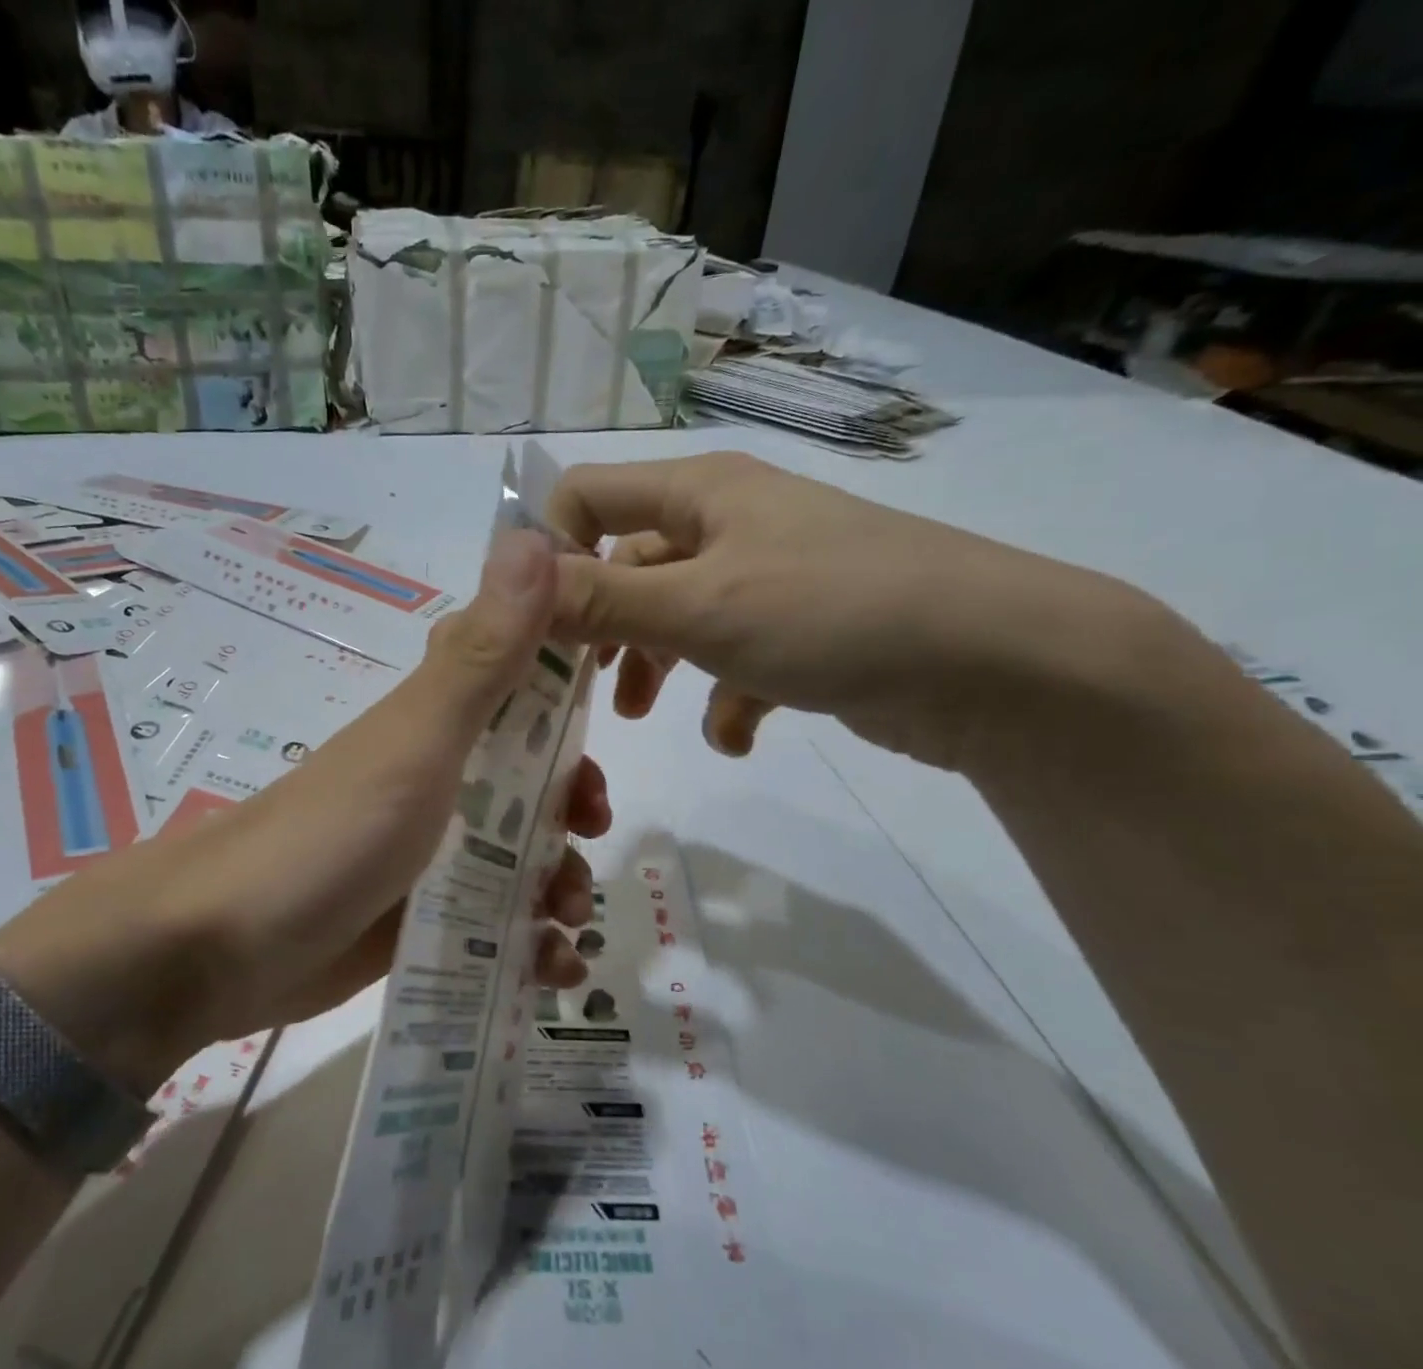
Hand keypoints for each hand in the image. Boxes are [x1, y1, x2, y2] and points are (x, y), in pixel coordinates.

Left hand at [0, 529, 608, 1092]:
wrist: (214, 952)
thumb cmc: (329, 836)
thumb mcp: (417, 743)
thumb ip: (483, 656)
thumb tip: (538, 534)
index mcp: (442, 726)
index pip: (528, 691)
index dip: (574, 704)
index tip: (611, 732)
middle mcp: (439, 782)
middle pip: (534, 782)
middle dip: (574, 811)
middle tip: (587, 837)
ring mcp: (429, 854)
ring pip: (521, 858)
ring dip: (560, 887)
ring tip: (564, 929)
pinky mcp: (419, 919)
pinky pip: (495, 926)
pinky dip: (532, 948)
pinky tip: (553, 971)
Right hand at [548, 451, 1156, 768]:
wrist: (997, 663)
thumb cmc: (832, 612)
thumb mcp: (699, 607)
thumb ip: (599, 599)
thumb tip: (509, 587)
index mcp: (702, 493)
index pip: (589, 495)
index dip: (549, 550)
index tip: (529, 622)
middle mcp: (731, 524)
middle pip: (630, 564)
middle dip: (600, 625)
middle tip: (578, 683)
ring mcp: (769, 579)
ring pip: (678, 618)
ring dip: (654, 665)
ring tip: (645, 716)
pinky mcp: (804, 633)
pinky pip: (737, 660)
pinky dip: (726, 699)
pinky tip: (738, 736)